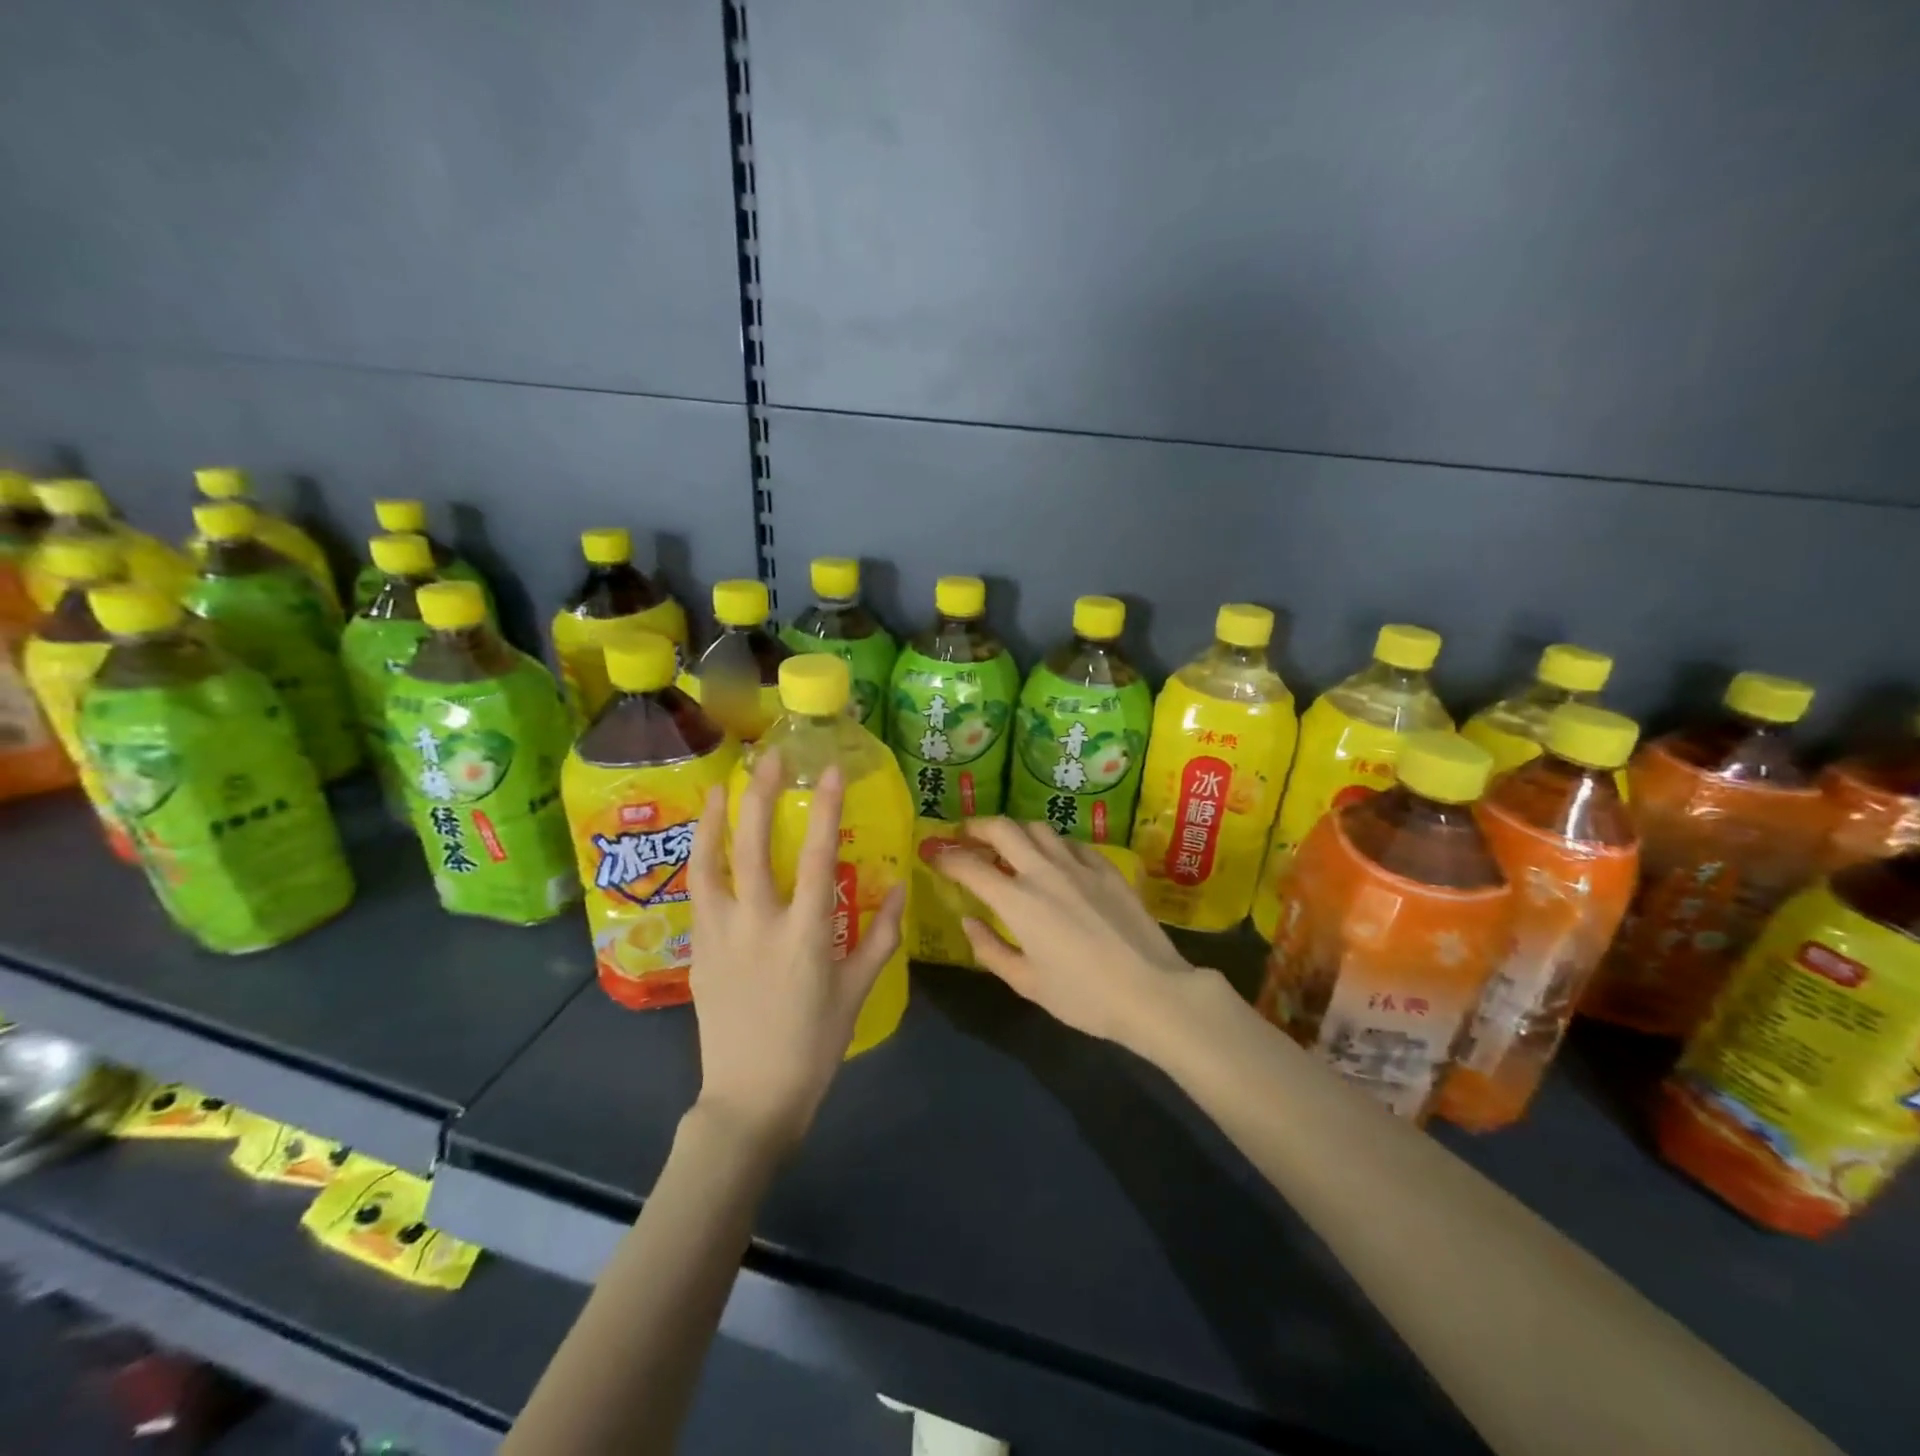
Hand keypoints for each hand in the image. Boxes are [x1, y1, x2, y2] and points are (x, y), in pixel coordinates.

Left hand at [687, 750, 904, 1153]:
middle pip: (754, 847)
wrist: (750, 1098)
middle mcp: (759, 926)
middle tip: (770, 757)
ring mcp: (721, 936)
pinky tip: (707, 840)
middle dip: (761, 795)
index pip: (817, 858)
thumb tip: (903, 888)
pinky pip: (698, 893)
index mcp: (806, 936)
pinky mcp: (699, 951)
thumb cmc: (814, 1046)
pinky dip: (702, 858)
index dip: (825, 809)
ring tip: (724, 784)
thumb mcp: (858, 992)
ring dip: (716, 820)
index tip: (831, 770)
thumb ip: (881, 937)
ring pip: (710, 865)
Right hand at [931, 818, 1199, 1056]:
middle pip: (1003, 828)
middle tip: (966, 836)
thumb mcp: (1027, 983)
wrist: (1152, 991)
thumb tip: (968, 920)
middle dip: (977, 827)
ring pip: (1039, 828)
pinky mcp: (1106, 868)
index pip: (970, 866)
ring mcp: (1079, 865)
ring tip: (1008, 845)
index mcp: (1018, 901)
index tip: (932, 854)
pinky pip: (1072, 843)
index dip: (946, 857)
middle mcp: (1044, 872)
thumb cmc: (1084, 997)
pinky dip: (1052, 845)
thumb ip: (990, 949)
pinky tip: (1054, 860)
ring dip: (1015, 831)